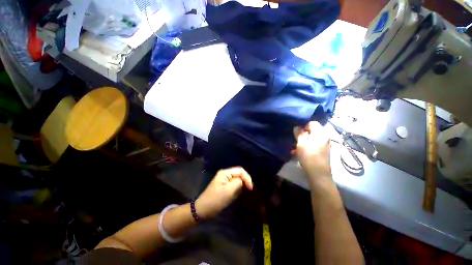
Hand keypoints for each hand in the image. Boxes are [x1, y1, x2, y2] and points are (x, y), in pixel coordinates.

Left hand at [195, 167, 252, 218]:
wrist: (203, 209)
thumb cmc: (216, 200)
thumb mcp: (229, 191)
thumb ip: (238, 183)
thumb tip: (243, 181)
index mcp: (225, 173)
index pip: (240, 170)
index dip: (247, 178)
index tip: (250, 188)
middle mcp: (225, 174)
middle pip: (239, 174)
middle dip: (244, 181)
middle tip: (248, 190)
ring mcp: (224, 180)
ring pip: (237, 179)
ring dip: (240, 186)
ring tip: (240, 194)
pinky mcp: (224, 185)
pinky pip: (233, 185)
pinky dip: (236, 189)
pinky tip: (235, 195)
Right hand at [293, 121, 331, 184]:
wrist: (318, 174)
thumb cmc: (308, 156)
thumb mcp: (301, 144)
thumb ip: (299, 134)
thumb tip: (297, 127)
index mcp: (320, 133)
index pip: (312, 123)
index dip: (303, 125)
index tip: (296, 131)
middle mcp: (324, 137)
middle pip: (312, 131)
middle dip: (302, 134)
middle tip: (294, 139)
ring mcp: (324, 145)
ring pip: (312, 139)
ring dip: (303, 141)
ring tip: (294, 147)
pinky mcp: (323, 152)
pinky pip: (313, 145)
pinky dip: (306, 147)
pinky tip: (298, 152)